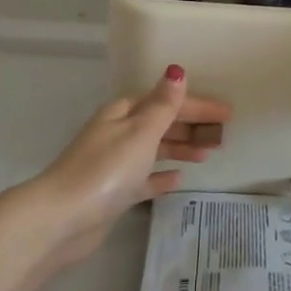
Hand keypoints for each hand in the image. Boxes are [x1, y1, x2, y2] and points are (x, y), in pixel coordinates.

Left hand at [21, 67, 230, 267]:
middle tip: (224, 135)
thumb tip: (177, 71)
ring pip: (155, 149)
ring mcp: (115, 163)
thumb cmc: (105, 170)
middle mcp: (118, 133)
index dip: (197, 105)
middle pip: (161, 123)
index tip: (227, 112)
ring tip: (209, 153)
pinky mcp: (114, 192)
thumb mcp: (139, 132)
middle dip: (192, 126)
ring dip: (181, 148)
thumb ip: (163, 105)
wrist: (62, 219)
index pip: (166, 101)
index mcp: (123, 113)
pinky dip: (161, 176)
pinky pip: (144, 178)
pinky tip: (178, 179)